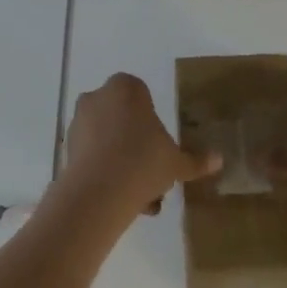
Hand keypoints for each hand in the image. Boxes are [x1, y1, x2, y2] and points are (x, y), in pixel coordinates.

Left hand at [58, 73, 220, 220]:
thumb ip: (196, 160)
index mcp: (126, 87)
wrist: (98, 192)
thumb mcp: (176, 163)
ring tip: (142, 197)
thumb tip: (219, 159)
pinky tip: (123, 200)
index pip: (142, 95)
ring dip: (123, 162)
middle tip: (153, 172)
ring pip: (108, 139)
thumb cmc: (143, 162)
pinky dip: (106, 172)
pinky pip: (93, 155)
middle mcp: (99, 96)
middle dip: (137, 144)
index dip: (153, 120)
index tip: (161, 145)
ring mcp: (79, 120)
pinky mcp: (67, 146)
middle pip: (123, 118)